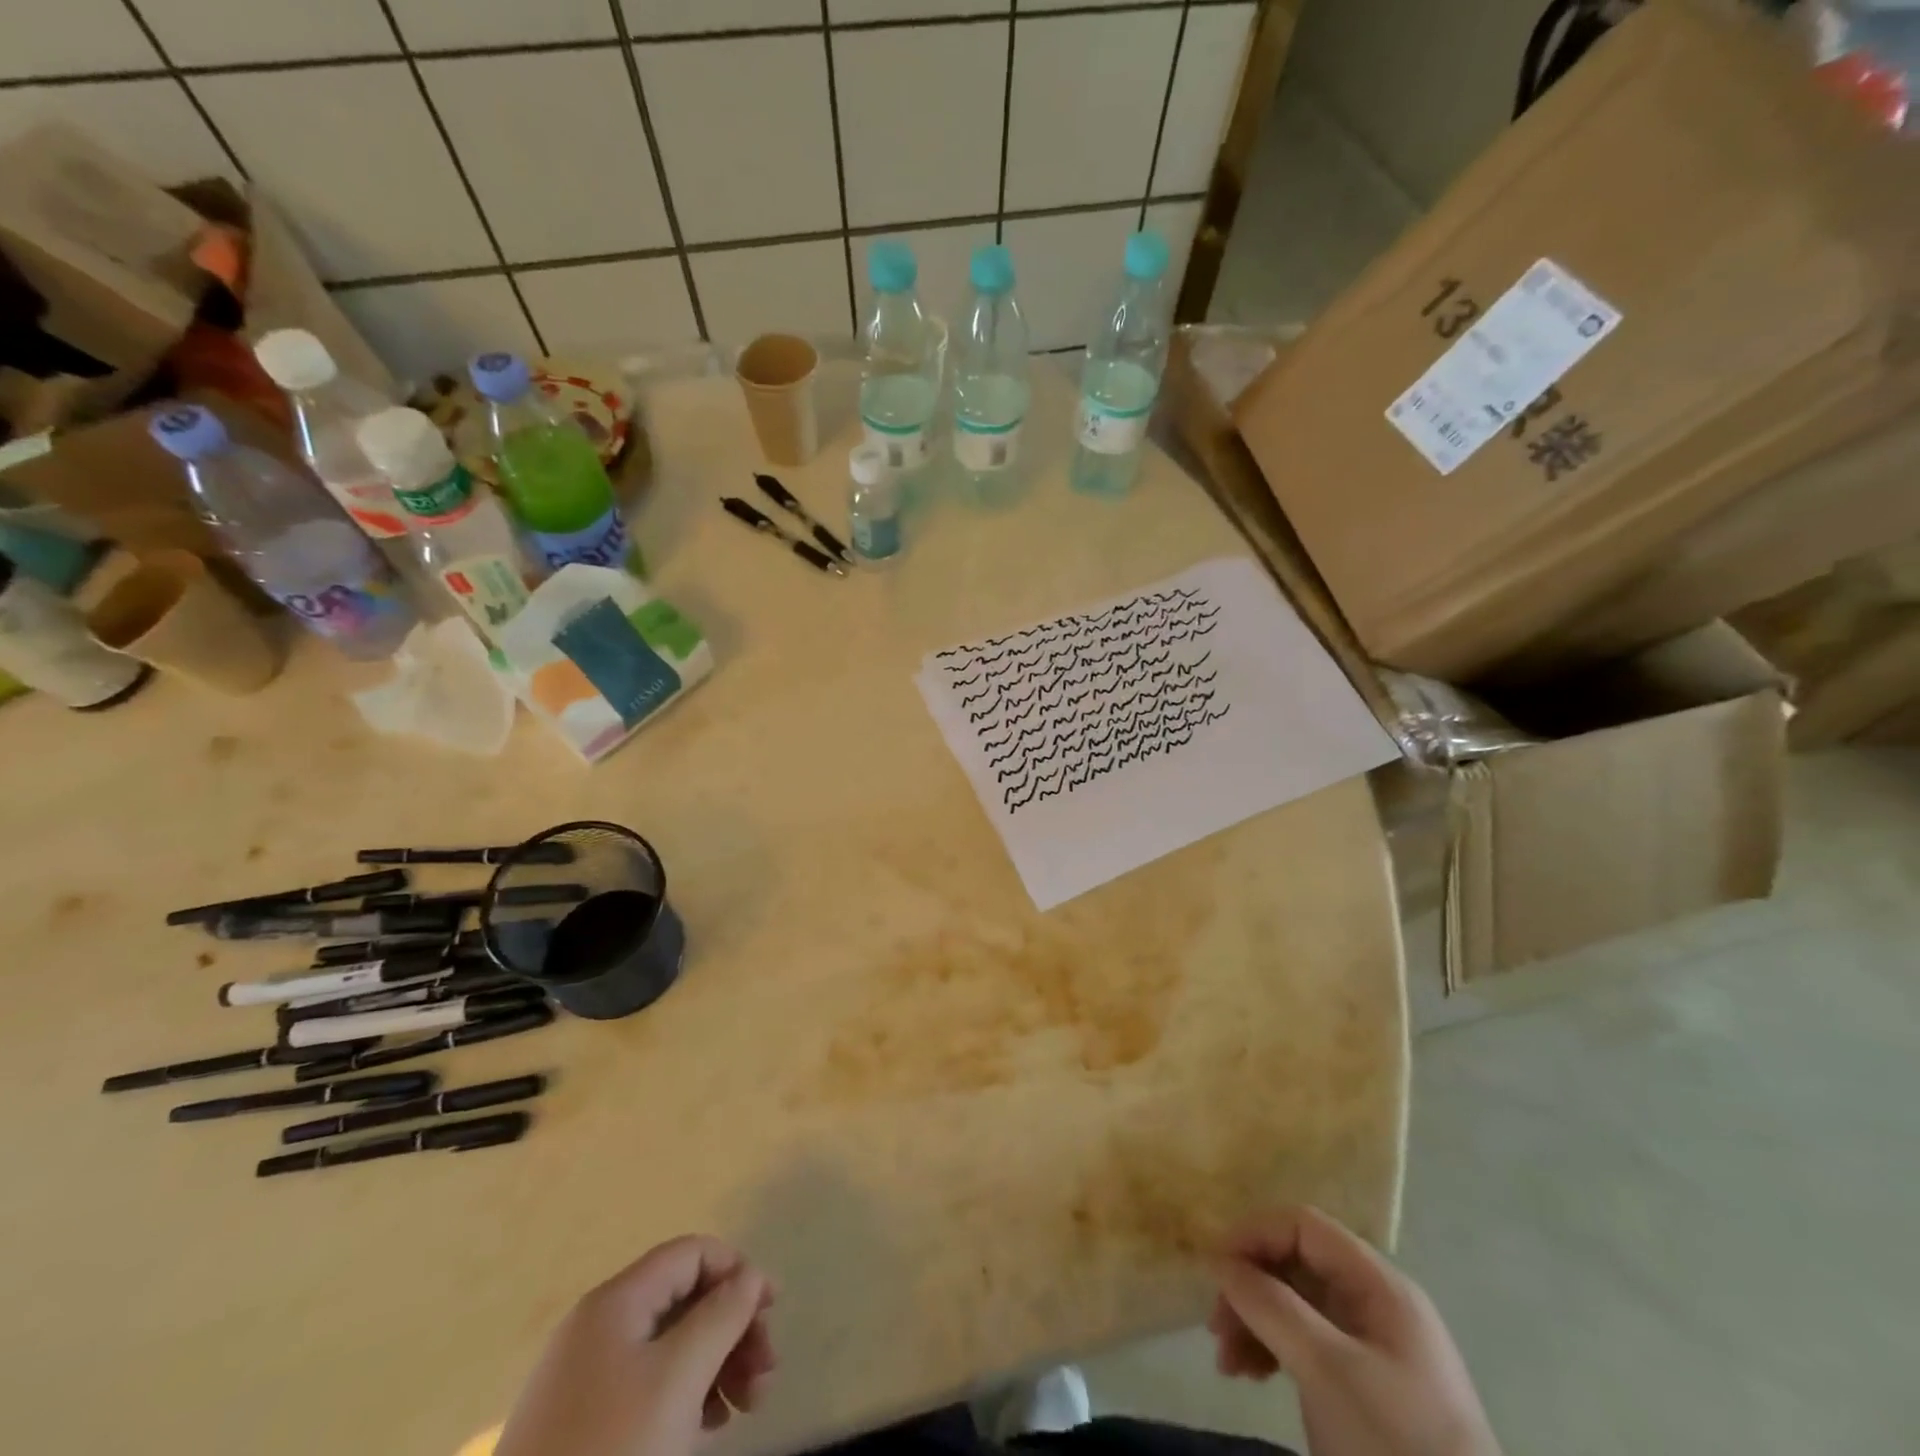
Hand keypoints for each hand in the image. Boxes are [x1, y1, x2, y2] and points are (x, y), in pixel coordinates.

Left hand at [496, 1235, 776, 1455]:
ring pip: (670, 1346)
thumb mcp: (679, 1378)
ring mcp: (586, 1377)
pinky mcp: (582, 1424)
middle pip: (685, 1300)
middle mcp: (599, 1326)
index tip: (773, 1311)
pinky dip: (687, 1394)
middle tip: (766, 1374)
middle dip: (733, 1328)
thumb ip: (722, 1315)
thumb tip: (749, 1276)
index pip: (691, 1253)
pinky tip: (709, 1426)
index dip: (738, 1270)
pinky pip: (649, 1385)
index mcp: (616, 1301)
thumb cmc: (613, 1451)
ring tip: (747, 1407)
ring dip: (718, 1364)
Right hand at [1208, 1207, 1498, 1455]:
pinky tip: (1250, 1374)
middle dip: (1250, 1289)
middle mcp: (1376, 1304)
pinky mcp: (1365, 1387)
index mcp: (1379, 1285)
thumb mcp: (1326, 1369)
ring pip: (1295, 1306)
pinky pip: (1307, 1344)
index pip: (1304, 1227)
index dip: (1255, 1234)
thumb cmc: (1395, 1444)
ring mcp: (1372, 1347)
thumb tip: (1219, 1258)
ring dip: (1254, 1323)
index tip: (1215, 1267)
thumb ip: (1270, 1304)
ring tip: (1227, 1362)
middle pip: (1296, 1265)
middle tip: (1215, 1327)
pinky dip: (1273, 1350)